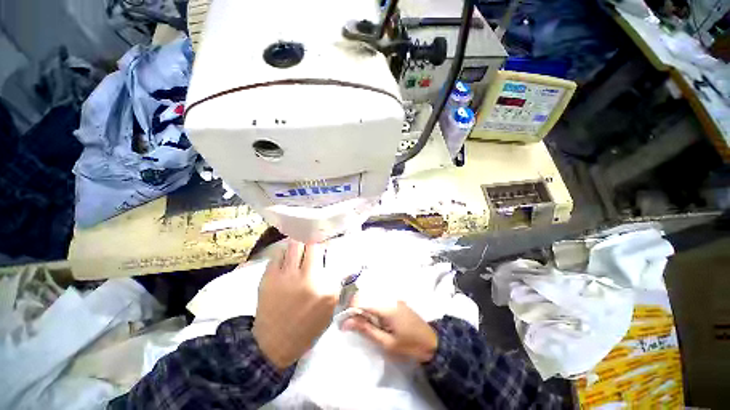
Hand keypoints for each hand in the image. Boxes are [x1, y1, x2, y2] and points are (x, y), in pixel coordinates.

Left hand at [253, 240, 338, 370]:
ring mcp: (288, 277)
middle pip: (314, 246)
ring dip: (299, 244)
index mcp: (327, 289)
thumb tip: (332, 260)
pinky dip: (284, 254)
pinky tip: (285, 259)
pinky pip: (279, 254)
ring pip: (296, 244)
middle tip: (312, 246)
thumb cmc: (306, 327)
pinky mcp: (270, 277)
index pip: (332, 256)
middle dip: (314, 243)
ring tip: (299, 248)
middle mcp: (310, 279)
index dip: (328, 249)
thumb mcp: (329, 308)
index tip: (326, 247)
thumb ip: (334, 284)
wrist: (274, 344)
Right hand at [342, 300, 437, 362]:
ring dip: (365, 310)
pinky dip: (373, 309)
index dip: (351, 310)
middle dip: (357, 310)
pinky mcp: (397, 302)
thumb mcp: (386, 343)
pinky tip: (373, 320)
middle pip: (367, 298)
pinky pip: (381, 302)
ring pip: (373, 299)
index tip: (344, 322)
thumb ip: (367, 330)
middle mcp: (389, 298)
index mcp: (386, 306)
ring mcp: (394, 299)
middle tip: (351, 325)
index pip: (362, 301)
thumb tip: (347, 321)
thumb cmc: (409, 346)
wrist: (433, 343)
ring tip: (361, 324)